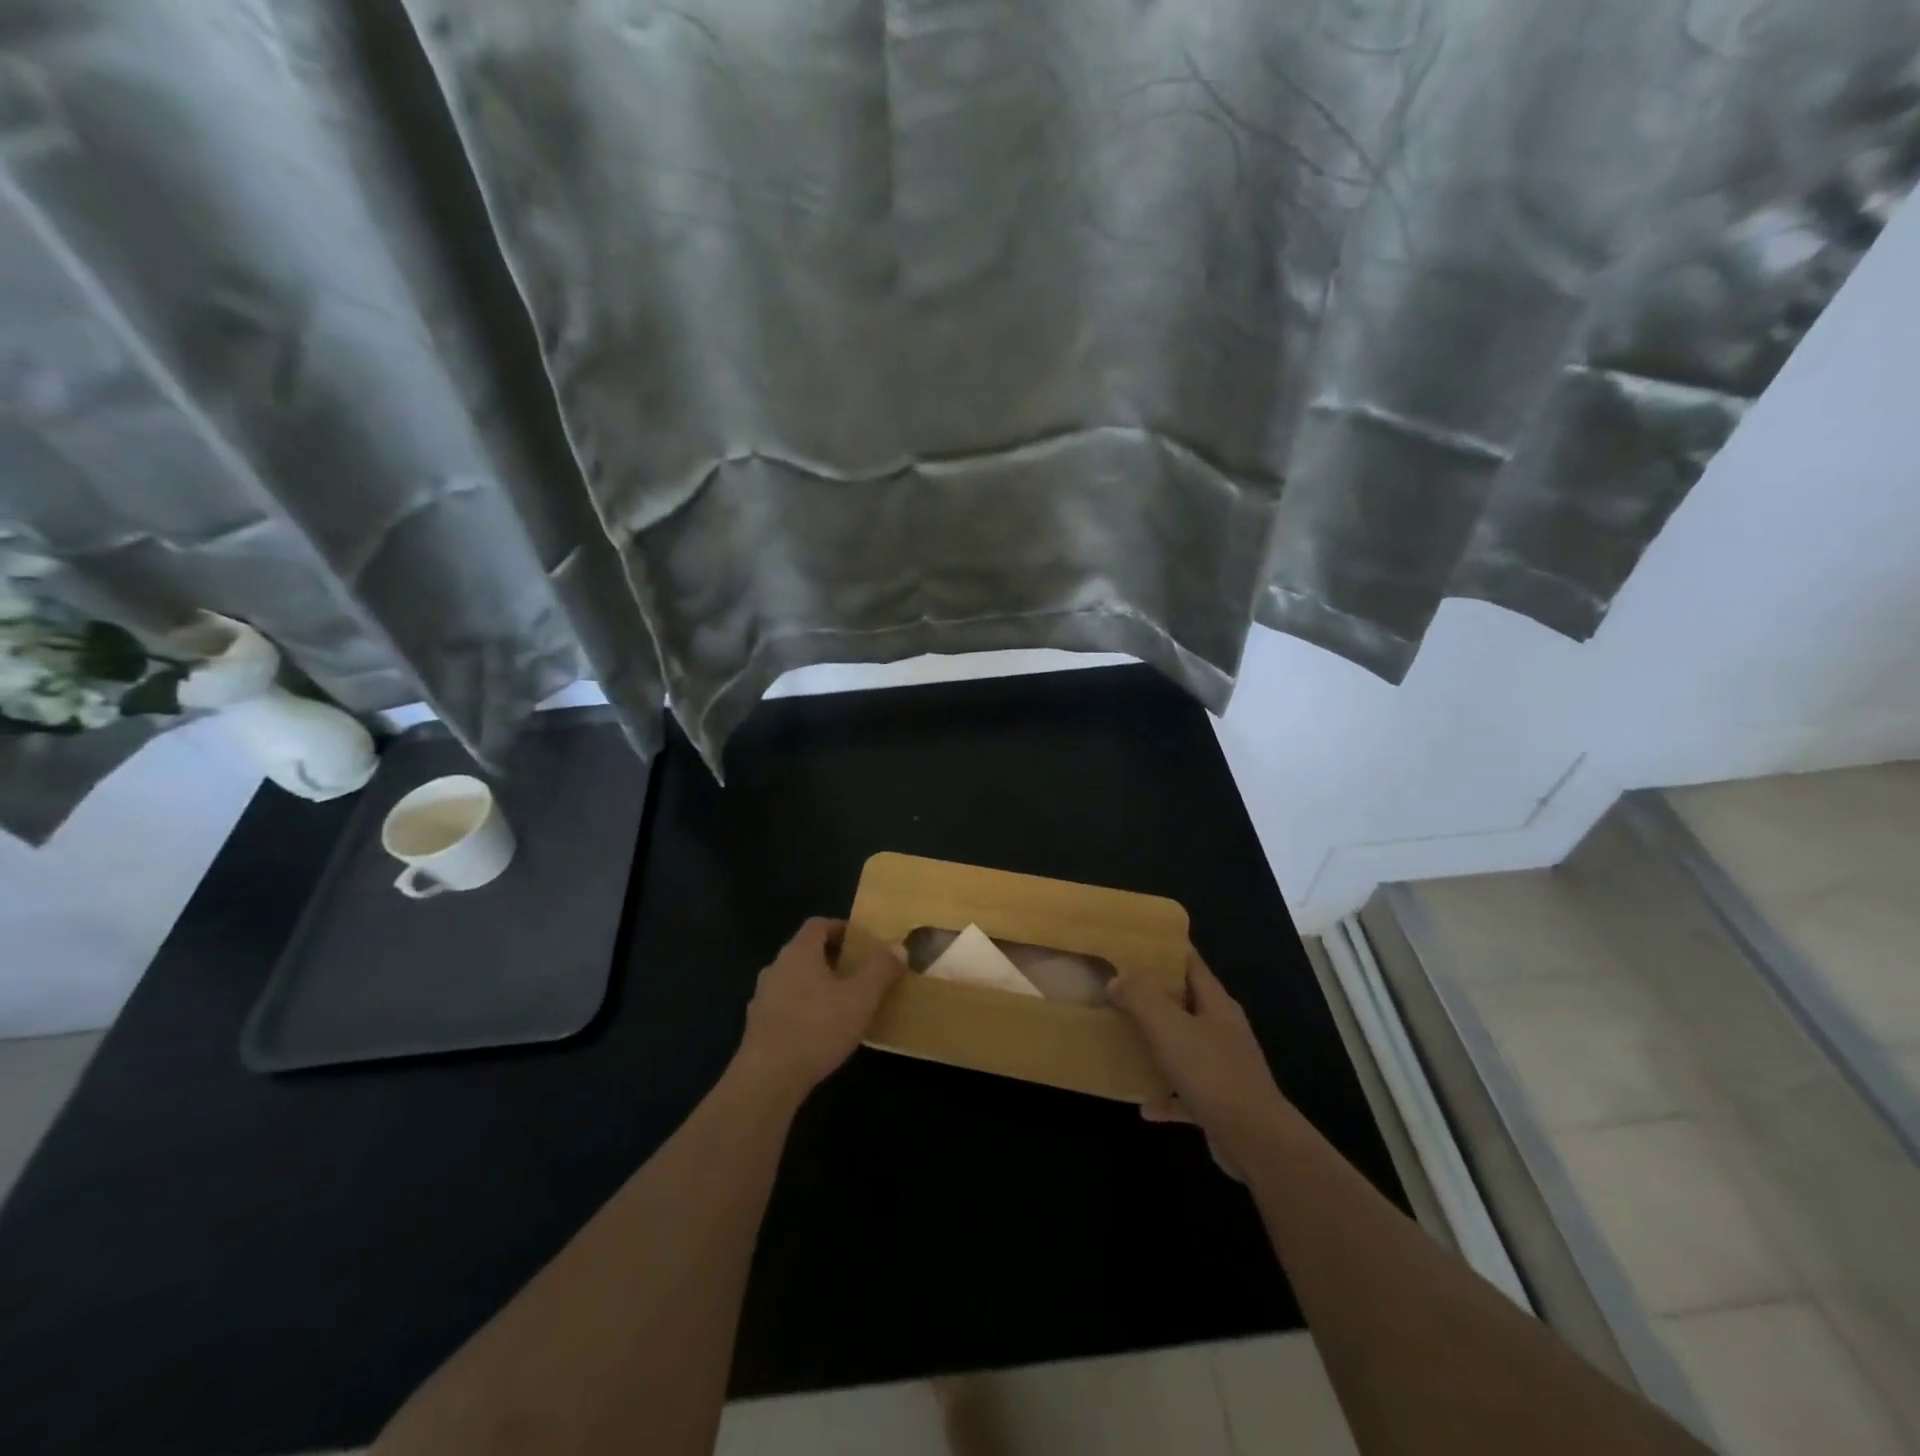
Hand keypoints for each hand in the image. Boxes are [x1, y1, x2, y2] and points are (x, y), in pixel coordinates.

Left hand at [734, 918, 903, 1103]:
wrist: (767, 1079)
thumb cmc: (818, 1027)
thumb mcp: (861, 997)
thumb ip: (881, 969)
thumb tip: (898, 947)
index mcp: (799, 952)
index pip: (818, 925)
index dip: (841, 929)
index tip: (863, 944)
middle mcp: (776, 967)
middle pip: (806, 951)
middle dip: (832, 958)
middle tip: (858, 973)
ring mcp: (762, 997)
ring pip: (794, 980)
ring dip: (817, 985)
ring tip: (842, 1003)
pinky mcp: (757, 1027)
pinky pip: (785, 1006)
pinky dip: (803, 1009)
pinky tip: (820, 1031)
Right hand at [1109, 948, 1295, 1180]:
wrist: (1255, 1141)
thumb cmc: (1211, 1072)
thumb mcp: (1168, 1026)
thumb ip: (1140, 997)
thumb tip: (1117, 980)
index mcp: (1216, 1004)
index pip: (1191, 964)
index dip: (1165, 949)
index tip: (1134, 942)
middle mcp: (1222, 1031)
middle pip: (1185, 1003)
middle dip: (1153, 996)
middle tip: (1117, 988)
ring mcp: (1223, 1068)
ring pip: (1184, 1047)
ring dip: (1157, 1045)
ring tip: (1123, 1039)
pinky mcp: (1220, 1103)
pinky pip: (1185, 1093)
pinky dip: (1165, 1096)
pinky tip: (1142, 1105)